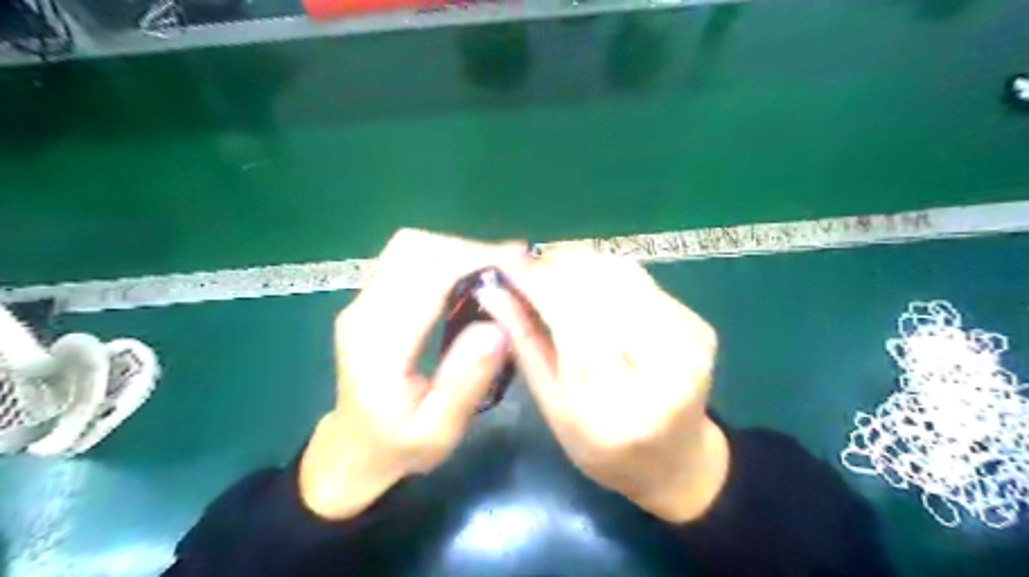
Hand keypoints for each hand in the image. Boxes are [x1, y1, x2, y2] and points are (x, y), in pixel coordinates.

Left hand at [295, 231, 523, 523]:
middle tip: (512, 269)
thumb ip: (465, 382)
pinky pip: (408, 261)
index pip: (427, 278)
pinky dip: (444, 258)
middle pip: (414, 250)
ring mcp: (363, 301)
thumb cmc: (398, 447)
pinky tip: (469, 279)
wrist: (353, 450)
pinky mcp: (371, 299)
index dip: (475, 262)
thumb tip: (498, 326)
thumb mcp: (438, 431)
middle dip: (468, 251)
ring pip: (410, 248)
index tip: (519, 264)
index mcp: (378, 342)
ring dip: (456, 251)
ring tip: (494, 273)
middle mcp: (364, 310)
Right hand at [483, 245, 731, 524]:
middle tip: (527, 266)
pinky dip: (605, 272)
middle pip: (601, 289)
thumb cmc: (602, 447)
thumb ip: (525, 344)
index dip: (540, 284)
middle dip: (557, 266)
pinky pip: (641, 279)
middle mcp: (663, 369)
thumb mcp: (553, 407)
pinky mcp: (698, 324)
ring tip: (552, 267)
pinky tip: (586, 282)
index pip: (574, 322)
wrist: (676, 458)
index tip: (508, 267)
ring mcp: (688, 342)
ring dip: (580, 262)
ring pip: (622, 275)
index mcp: (617, 408)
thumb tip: (493, 291)